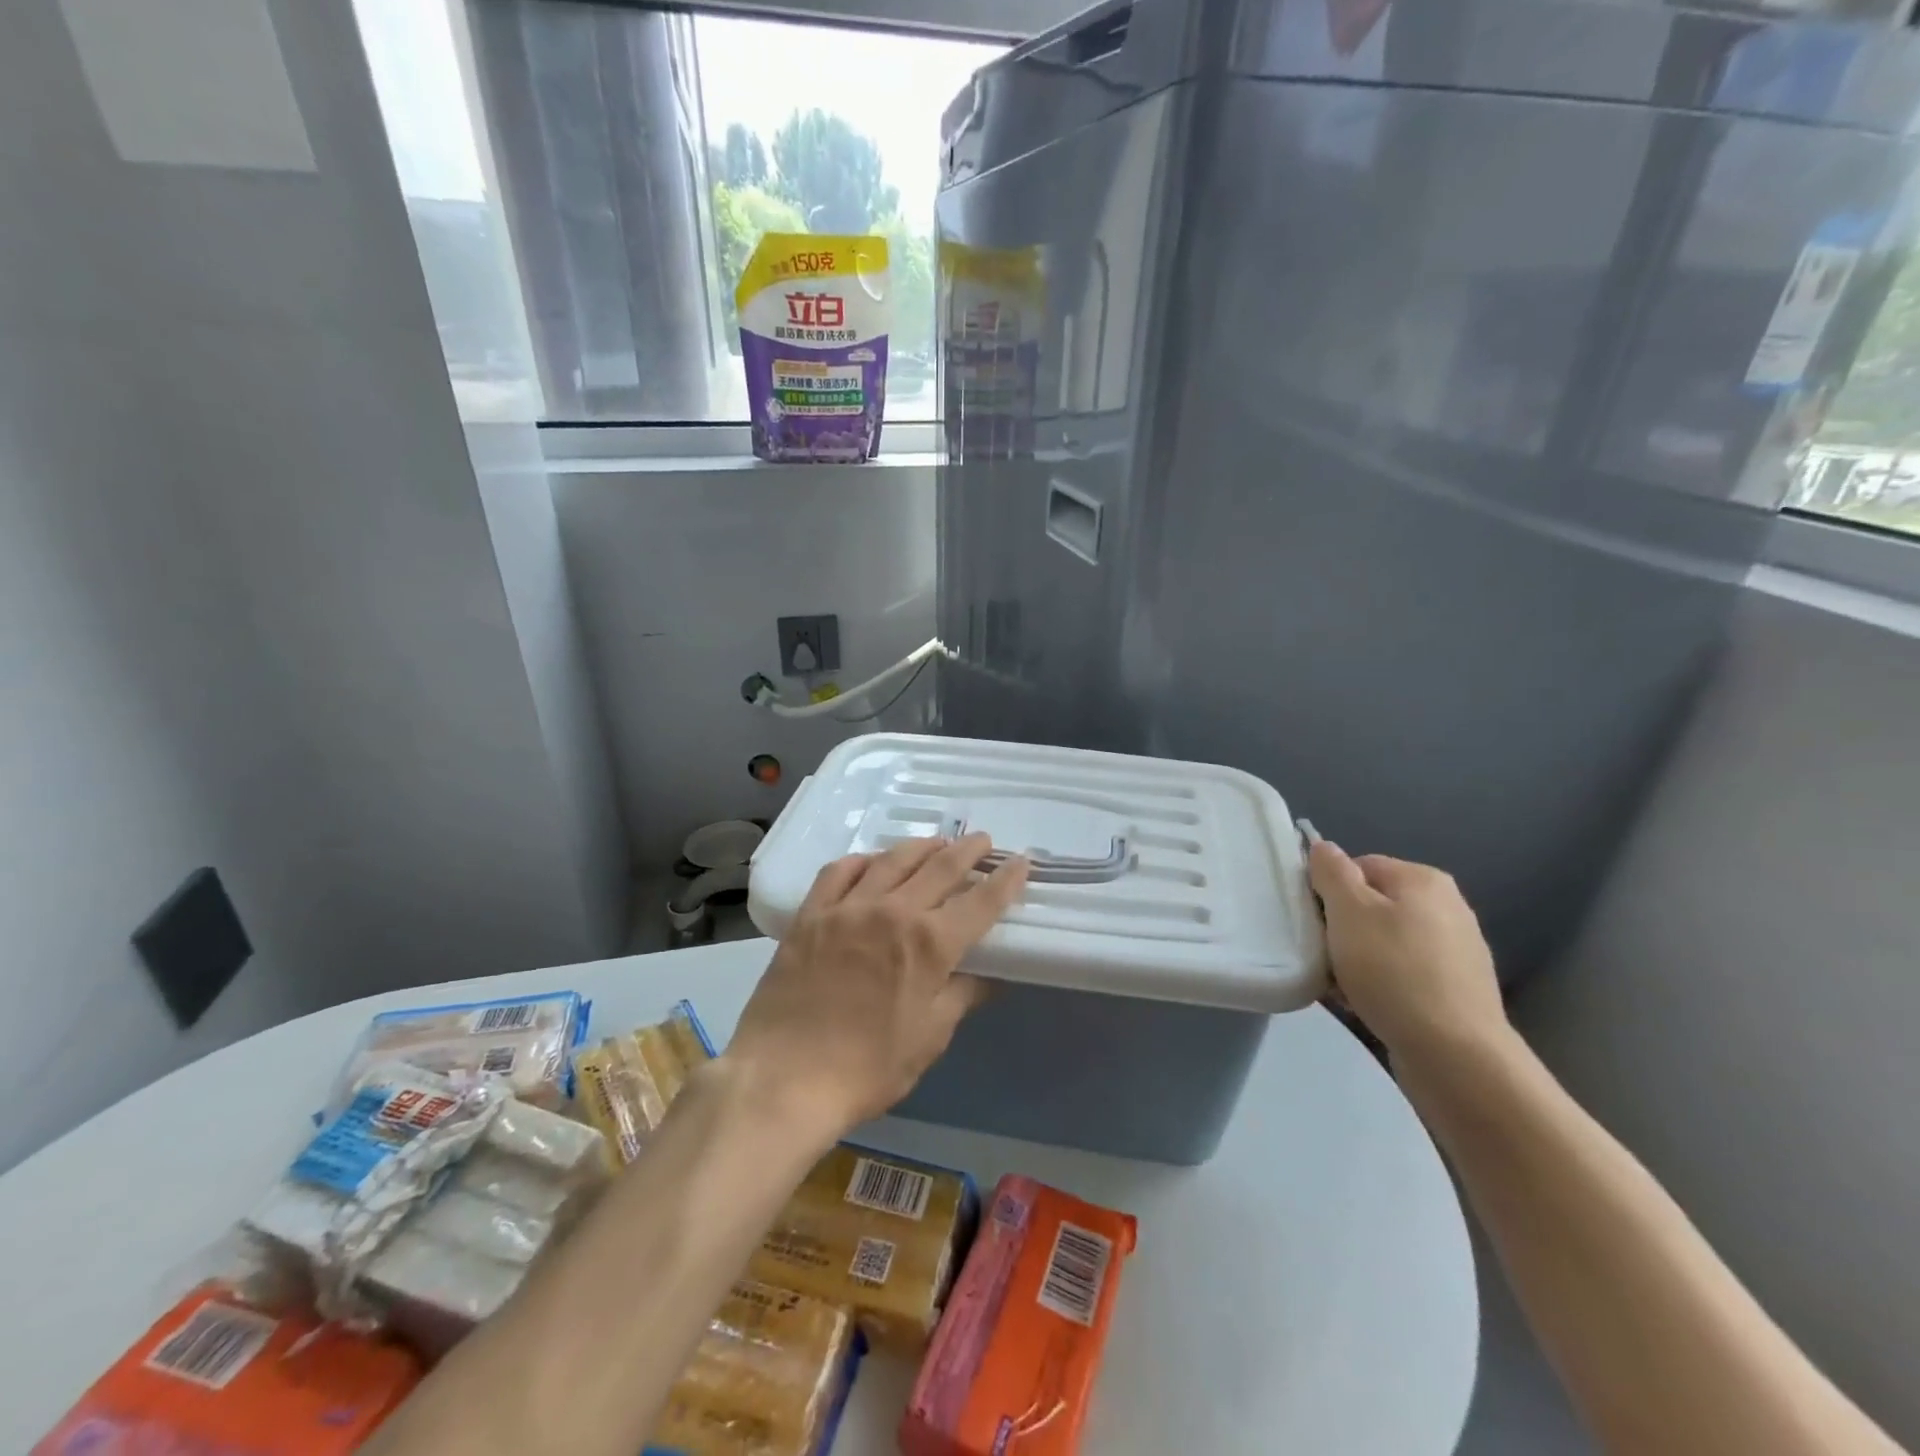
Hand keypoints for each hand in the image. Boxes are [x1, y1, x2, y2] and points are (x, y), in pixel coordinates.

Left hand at [724, 834, 1028, 1140]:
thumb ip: (961, 996)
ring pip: (892, 859)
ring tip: (937, 843)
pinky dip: (862, 860)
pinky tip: (872, 861)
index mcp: (930, 944)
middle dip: (968, 850)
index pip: (981, 901)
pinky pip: (839, 871)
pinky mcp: (811, 914)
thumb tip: (989, 975)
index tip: (1021, 861)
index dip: (1005, 879)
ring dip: (921, 846)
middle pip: (940, 867)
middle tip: (983, 840)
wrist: (784, 1079)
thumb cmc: (868, 1068)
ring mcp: (848, 907)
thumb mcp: (929, 1038)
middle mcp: (893, 911)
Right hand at [1307, 841, 1508, 1066]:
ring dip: (1358, 959)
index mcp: (1423, 879)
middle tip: (1326, 955)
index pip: (1358, 866)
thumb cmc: (1394, 971)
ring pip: (1385, 941)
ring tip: (1342, 985)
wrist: (1455, 1055)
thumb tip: (1323, 847)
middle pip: (1372, 904)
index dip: (1330, 891)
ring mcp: (1457, 950)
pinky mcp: (1457, 989)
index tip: (1317, 922)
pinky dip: (1381, 983)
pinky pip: (1404, 973)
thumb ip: (1331, 872)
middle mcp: (1447, 906)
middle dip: (1343, 928)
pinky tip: (1367, 1004)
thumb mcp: (1349, 911)